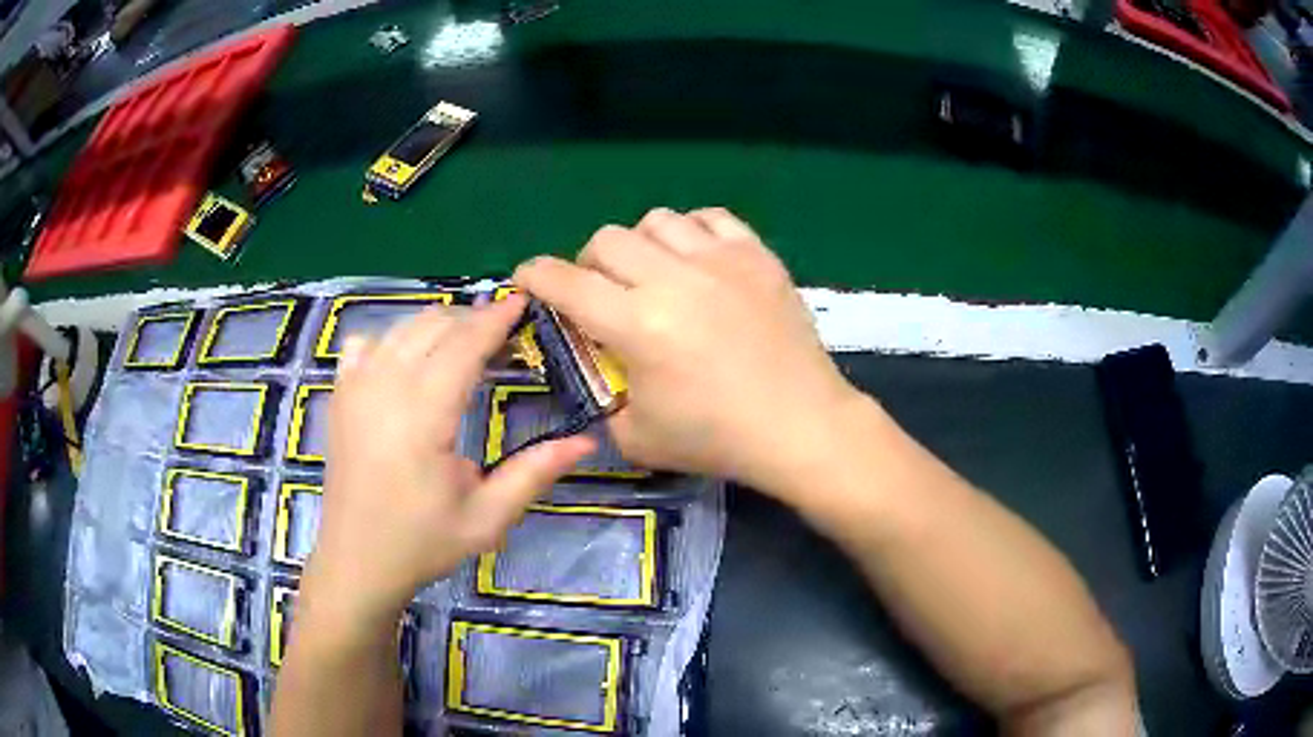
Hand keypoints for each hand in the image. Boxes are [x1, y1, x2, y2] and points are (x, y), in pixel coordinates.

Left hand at [301, 297, 593, 632]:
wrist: (356, 562)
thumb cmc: (422, 543)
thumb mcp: (487, 517)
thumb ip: (534, 473)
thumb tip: (587, 442)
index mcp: (422, 416)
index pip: (463, 346)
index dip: (494, 319)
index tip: (522, 301)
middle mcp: (384, 388)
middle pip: (433, 326)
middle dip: (471, 320)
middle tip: (504, 337)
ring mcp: (354, 387)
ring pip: (400, 328)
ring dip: (437, 326)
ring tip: (464, 345)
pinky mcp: (339, 396)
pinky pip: (366, 343)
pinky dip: (393, 338)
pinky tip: (408, 360)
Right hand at [514, 207, 865, 493]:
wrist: (801, 425)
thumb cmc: (718, 439)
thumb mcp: (637, 438)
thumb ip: (602, 398)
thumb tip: (595, 368)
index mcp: (637, 325)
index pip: (565, 282)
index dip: (535, 275)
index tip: (528, 278)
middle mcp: (673, 279)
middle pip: (606, 239)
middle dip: (588, 263)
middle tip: (602, 292)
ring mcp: (720, 260)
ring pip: (655, 220)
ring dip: (639, 245)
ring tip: (652, 273)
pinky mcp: (757, 255)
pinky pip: (710, 217)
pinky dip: (691, 231)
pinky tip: (696, 259)